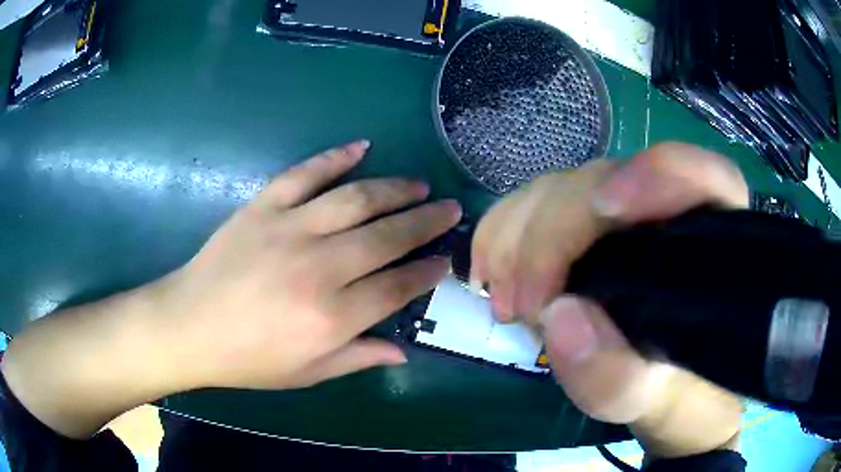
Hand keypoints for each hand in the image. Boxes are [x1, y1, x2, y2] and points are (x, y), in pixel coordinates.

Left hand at [156, 140, 460, 389]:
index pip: (396, 287)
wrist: (189, 326)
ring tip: (420, 185)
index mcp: (330, 319)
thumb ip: (357, 358)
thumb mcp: (306, 373)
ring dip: (395, 189)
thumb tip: (403, 352)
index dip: (426, 272)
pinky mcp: (262, 208)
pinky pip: (305, 174)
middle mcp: (317, 269)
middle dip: (426, 222)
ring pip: (355, 199)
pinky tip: (362, 147)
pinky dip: (335, 157)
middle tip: (450, 210)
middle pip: (386, 237)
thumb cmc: (247, 359)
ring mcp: (288, 230)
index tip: (445, 260)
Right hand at [471, 142, 745, 456]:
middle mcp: (667, 209)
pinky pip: (533, 203)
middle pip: (604, 181)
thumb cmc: (674, 392)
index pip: (701, 176)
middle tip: (525, 308)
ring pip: (560, 189)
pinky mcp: (584, 223)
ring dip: (518, 240)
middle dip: (553, 236)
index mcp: (712, 239)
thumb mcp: (655, 402)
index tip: (607, 208)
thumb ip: (618, 376)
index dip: (657, 172)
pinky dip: (502, 232)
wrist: (658, 388)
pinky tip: (491, 272)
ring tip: (506, 304)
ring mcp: (621, 211)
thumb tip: (560, 316)